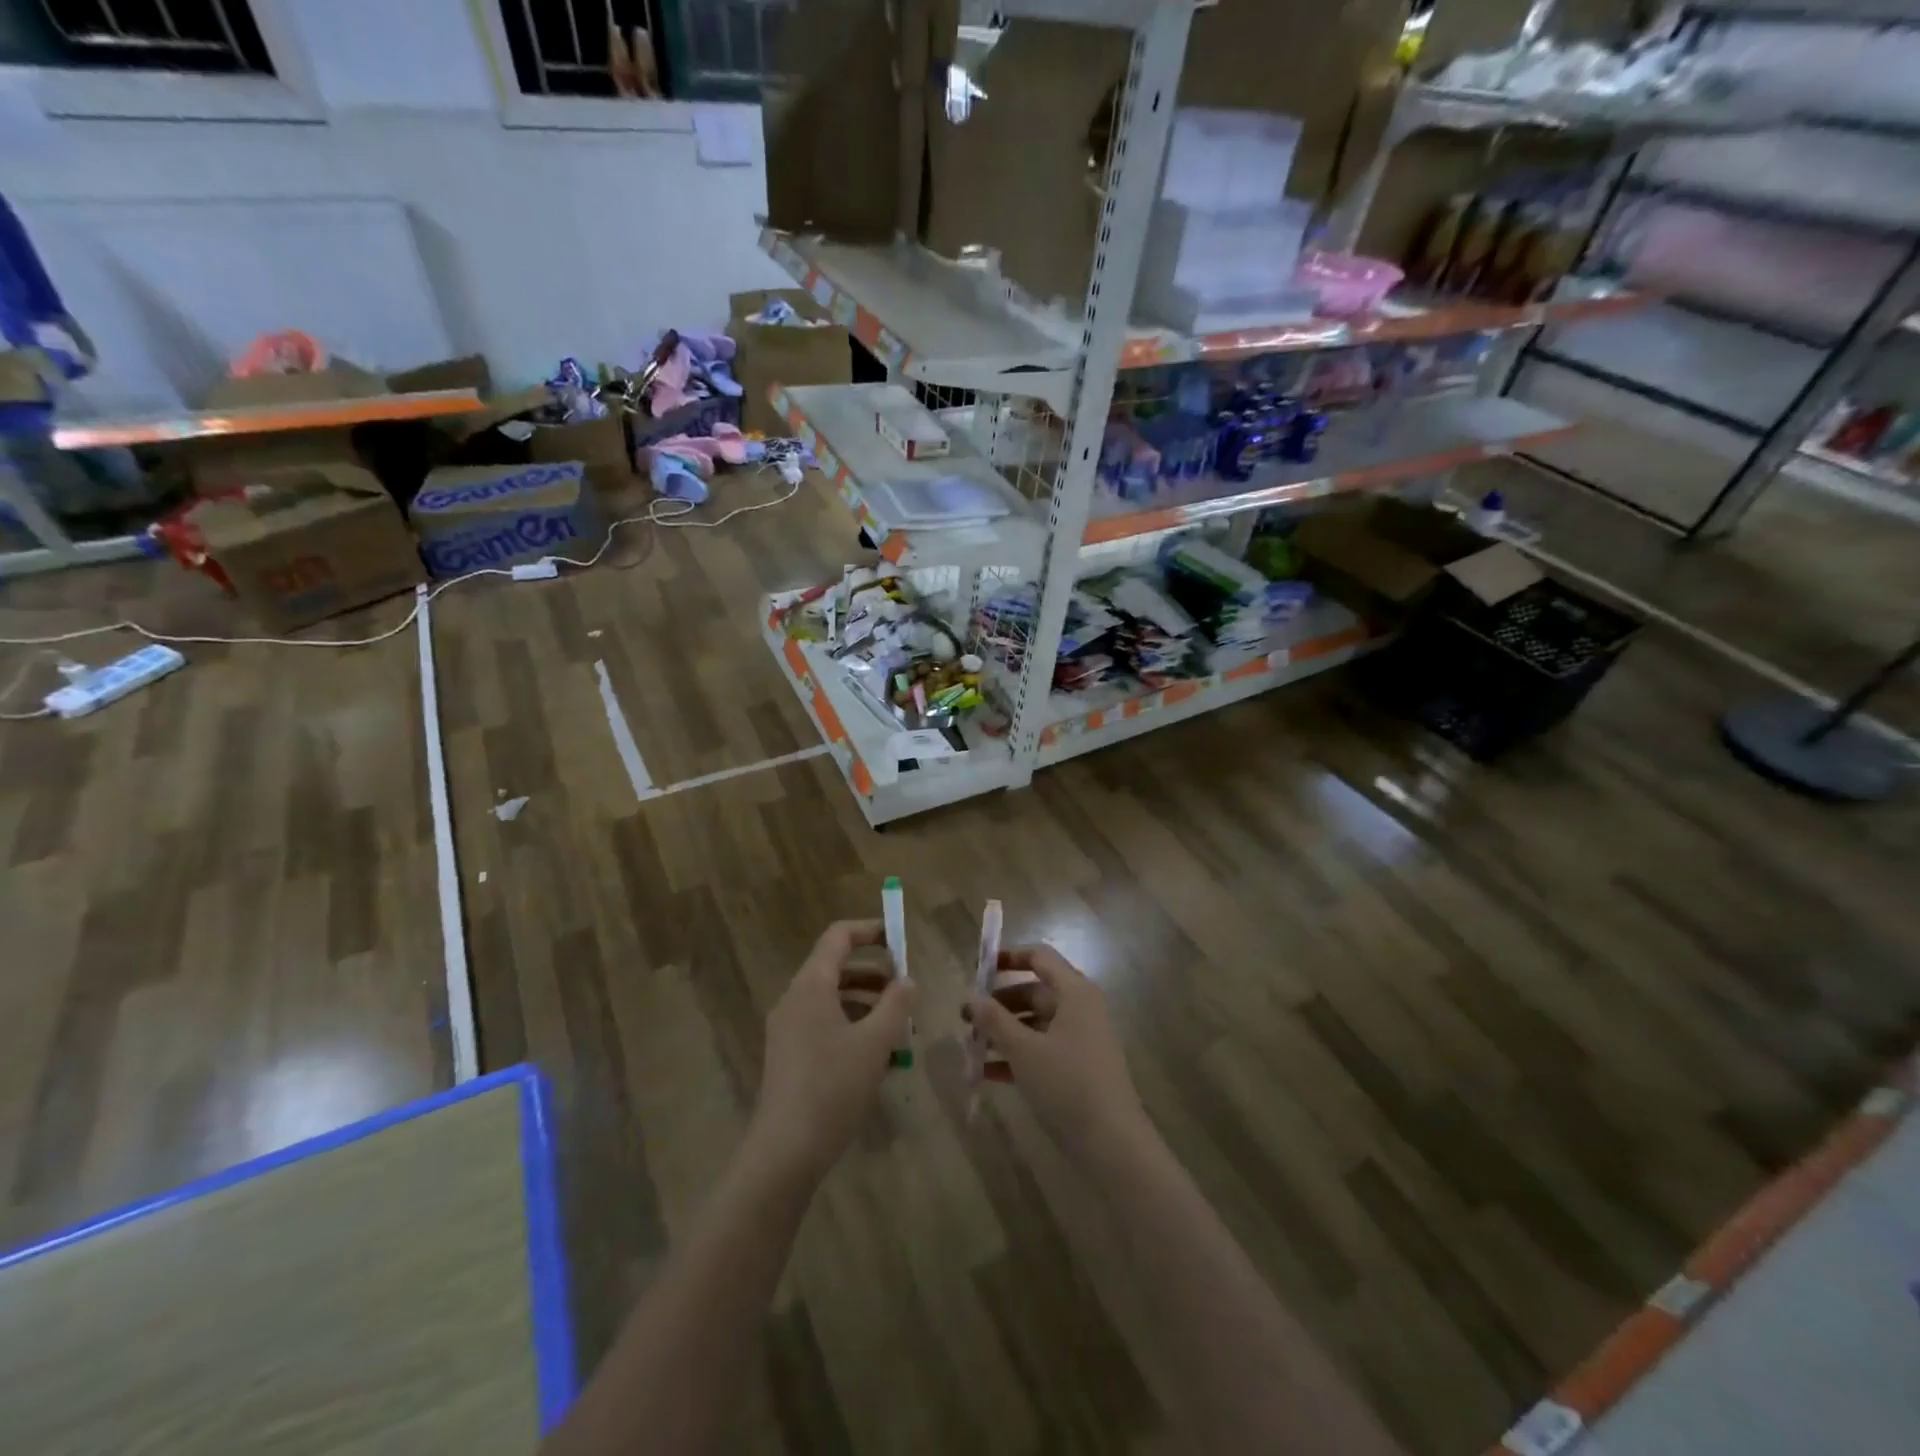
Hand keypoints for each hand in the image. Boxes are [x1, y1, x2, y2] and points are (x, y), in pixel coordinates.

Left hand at [751, 920, 914, 1181]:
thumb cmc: (832, 1086)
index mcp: (811, 986)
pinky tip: (880, 1059)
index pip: (838, 936)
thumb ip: (896, 1004)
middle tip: (906, 991)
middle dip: (875, 974)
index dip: (870, 931)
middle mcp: (795, 1000)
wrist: (785, 1151)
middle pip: (836, 968)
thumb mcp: (875, 1042)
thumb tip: (907, 981)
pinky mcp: (790, 1057)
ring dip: (867, 1005)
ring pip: (833, 1000)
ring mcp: (788, 1029)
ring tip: (900, 1028)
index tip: (900, 940)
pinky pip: (825, 1026)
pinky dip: (853, 1028)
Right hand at [967, 944, 1151, 1167]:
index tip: (978, 969)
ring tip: (970, 1046)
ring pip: (1035, 1024)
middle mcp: (1080, 1008)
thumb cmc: (1067, 1083)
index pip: (1040, 958)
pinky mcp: (1077, 1068)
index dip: (1008, 958)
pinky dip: (1016, 1056)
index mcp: (1074, 992)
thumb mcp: (1024, 1050)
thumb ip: (995, 1020)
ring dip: (1003, 1032)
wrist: (1112, 1143)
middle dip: (998, 1004)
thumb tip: (973, 997)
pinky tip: (986, 1074)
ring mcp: (1080, 1039)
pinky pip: (1041, 1050)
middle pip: (1034, 992)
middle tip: (965, 1018)